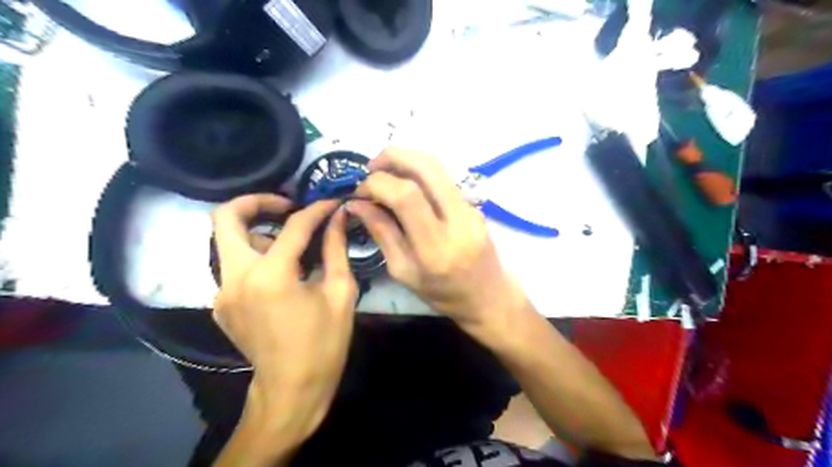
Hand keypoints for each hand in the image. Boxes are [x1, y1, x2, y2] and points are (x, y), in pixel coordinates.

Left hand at [211, 195, 357, 441]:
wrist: (292, 388)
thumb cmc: (324, 343)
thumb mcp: (340, 293)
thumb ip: (336, 249)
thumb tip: (339, 217)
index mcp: (271, 276)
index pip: (293, 226)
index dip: (316, 210)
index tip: (332, 203)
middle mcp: (236, 278)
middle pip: (225, 218)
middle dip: (256, 201)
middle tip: (286, 204)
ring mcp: (222, 292)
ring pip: (228, 241)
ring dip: (257, 231)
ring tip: (289, 239)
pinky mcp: (221, 303)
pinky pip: (234, 265)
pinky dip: (255, 256)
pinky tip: (281, 269)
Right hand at [349, 148, 527, 328]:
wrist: (489, 296)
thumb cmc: (443, 294)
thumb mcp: (404, 272)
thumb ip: (382, 233)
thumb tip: (357, 204)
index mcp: (436, 248)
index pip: (406, 197)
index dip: (377, 185)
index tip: (358, 192)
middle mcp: (457, 221)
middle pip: (426, 167)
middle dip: (393, 156)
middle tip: (370, 167)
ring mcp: (470, 209)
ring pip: (437, 167)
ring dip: (406, 159)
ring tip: (383, 171)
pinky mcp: (474, 204)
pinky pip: (443, 179)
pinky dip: (418, 172)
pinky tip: (404, 184)